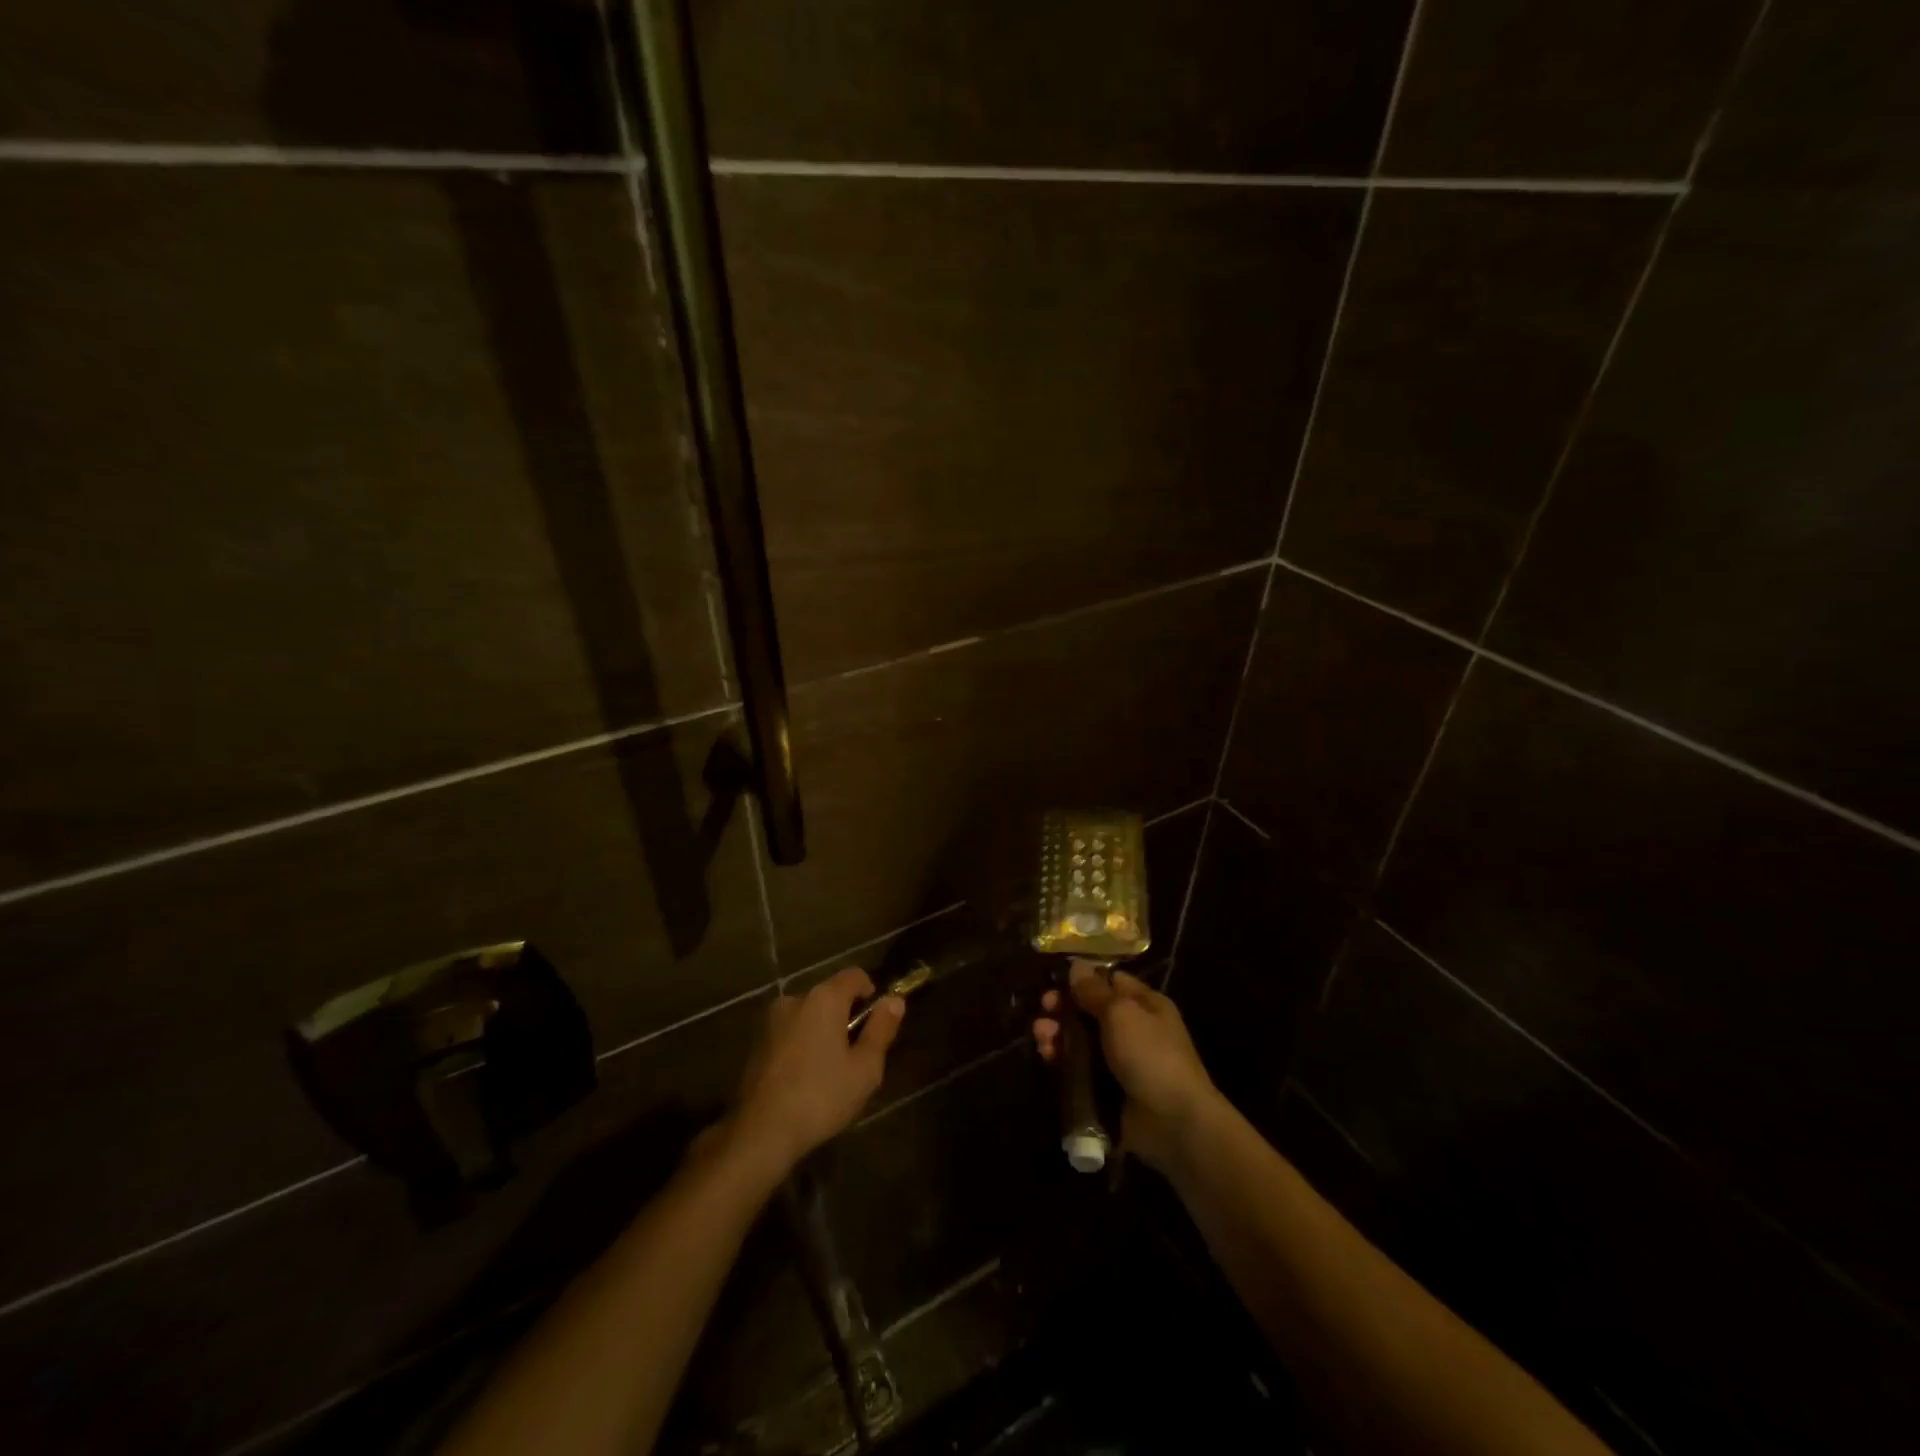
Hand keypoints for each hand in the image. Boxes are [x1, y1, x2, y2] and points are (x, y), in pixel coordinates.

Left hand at [727, 967, 904, 1175]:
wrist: (760, 1132)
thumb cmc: (821, 1096)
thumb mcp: (865, 1068)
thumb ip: (881, 1029)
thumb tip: (895, 1000)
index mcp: (824, 998)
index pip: (854, 975)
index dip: (871, 992)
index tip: (876, 1023)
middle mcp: (795, 999)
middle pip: (830, 995)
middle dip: (845, 1016)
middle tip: (856, 1054)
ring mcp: (771, 1020)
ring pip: (808, 1015)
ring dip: (822, 1031)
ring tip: (830, 1070)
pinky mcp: (756, 1043)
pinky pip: (790, 1032)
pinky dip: (802, 1044)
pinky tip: (805, 1078)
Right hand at [1032, 962, 1219, 1171]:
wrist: (1172, 1123)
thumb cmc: (1150, 1055)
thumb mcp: (1121, 1013)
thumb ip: (1094, 990)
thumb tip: (1077, 965)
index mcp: (1145, 1005)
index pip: (1111, 982)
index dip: (1084, 979)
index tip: (1057, 980)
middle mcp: (1133, 1030)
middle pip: (1090, 1011)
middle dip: (1065, 1008)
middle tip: (1044, 1008)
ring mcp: (1119, 1062)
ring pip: (1081, 1040)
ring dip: (1058, 1034)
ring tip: (1042, 1035)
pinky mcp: (1106, 1090)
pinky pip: (1079, 1069)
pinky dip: (1062, 1061)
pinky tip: (1047, 1056)